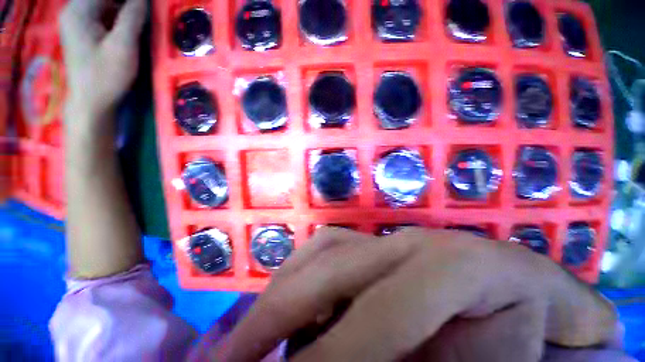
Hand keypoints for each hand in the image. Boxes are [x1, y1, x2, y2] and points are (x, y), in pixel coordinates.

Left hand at [59, 0, 146, 122]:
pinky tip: (128, 26)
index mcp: (79, 10)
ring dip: (123, 10)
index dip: (131, 1)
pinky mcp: (83, 33)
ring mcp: (77, 22)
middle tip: (144, 14)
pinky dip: (117, 17)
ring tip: (140, 21)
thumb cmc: (106, 76)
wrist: (91, 102)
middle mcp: (74, 11)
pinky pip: (102, 15)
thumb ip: (132, 16)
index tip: (146, 6)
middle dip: (127, 4)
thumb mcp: (123, 46)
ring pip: (104, 5)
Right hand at [209, 227, 616, 361]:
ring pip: (321, 250)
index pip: (377, 317)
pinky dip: (301, 272)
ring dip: (284, 288)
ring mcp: (389, 235)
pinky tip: (290, 298)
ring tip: (255, 329)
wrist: (529, 285)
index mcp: (448, 268)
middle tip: (231, 357)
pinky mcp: (379, 238)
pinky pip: (327, 247)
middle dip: (277, 313)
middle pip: (332, 266)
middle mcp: (407, 241)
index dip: (325, 360)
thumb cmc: (521, 331)